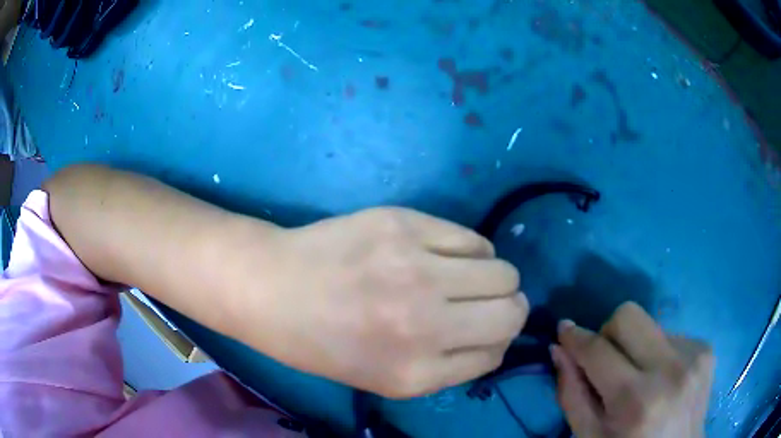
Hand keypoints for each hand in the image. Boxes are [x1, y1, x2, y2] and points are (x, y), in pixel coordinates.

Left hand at [238, 207, 527, 398]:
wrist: (272, 288)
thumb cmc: (323, 343)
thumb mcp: (387, 379)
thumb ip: (449, 365)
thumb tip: (496, 337)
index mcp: (415, 373)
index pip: (496, 354)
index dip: (495, 341)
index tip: (481, 331)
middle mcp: (425, 323)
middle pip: (513, 311)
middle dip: (507, 308)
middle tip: (482, 302)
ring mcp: (416, 269)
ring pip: (503, 271)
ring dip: (492, 278)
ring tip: (461, 276)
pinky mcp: (405, 225)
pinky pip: (473, 239)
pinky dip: (470, 250)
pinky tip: (442, 254)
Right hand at [552, 303, 713, 437]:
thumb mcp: (590, 437)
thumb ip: (572, 394)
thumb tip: (559, 350)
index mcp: (636, 401)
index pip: (598, 351)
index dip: (576, 337)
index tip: (564, 329)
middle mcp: (671, 370)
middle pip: (628, 315)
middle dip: (609, 333)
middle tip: (608, 362)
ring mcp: (694, 355)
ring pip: (650, 324)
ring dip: (637, 348)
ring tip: (641, 378)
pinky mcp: (707, 349)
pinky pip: (671, 334)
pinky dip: (659, 354)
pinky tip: (663, 379)